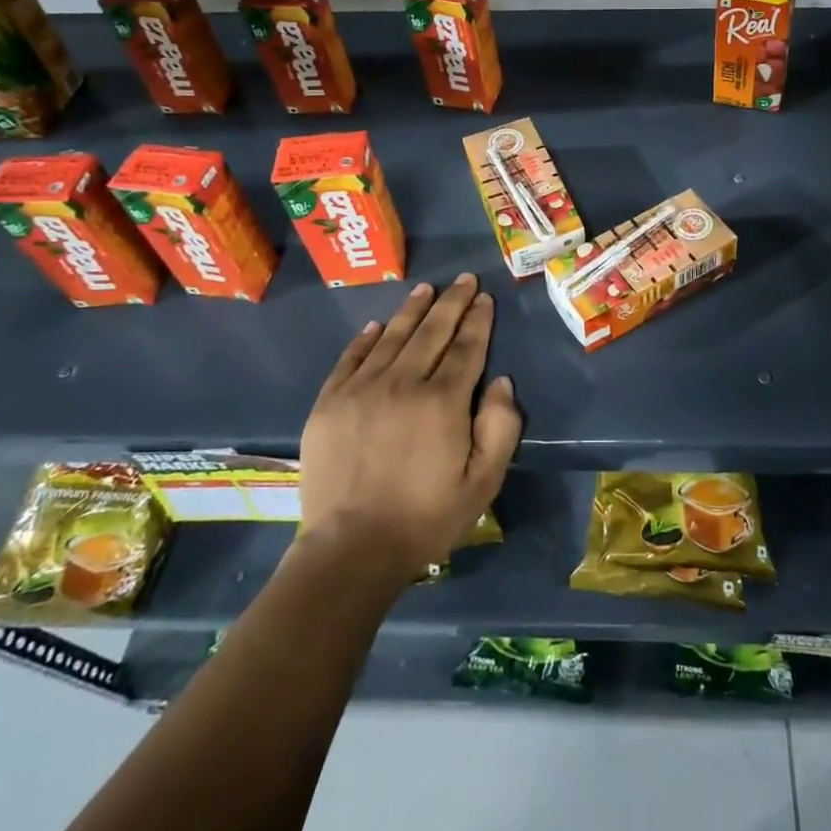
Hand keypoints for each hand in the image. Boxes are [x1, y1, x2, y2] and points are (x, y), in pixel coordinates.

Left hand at [296, 273, 521, 579]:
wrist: (349, 551)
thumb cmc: (425, 519)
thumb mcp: (483, 482)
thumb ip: (500, 428)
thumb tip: (501, 382)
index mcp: (443, 401)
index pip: (466, 348)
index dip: (478, 320)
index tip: (485, 298)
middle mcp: (402, 383)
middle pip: (432, 332)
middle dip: (451, 303)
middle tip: (463, 279)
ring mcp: (361, 390)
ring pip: (392, 337)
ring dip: (412, 311)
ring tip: (426, 290)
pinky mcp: (329, 404)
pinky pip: (350, 359)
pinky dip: (365, 339)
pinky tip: (376, 325)